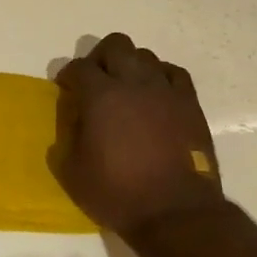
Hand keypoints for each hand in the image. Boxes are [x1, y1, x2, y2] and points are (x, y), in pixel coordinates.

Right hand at [51, 33, 225, 235]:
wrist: (175, 212)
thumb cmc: (118, 194)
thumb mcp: (73, 172)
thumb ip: (67, 139)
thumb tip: (74, 121)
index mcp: (101, 96)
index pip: (79, 67)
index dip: (69, 75)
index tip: (67, 88)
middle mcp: (133, 83)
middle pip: (115, 45)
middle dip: (100, 58)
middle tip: (95, 81)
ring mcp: (165, 90)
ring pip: (145, 55)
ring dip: (131, 66)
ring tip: (126, 89)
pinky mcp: (189, 104)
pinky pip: (174, 74)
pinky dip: (161, 77)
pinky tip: (156, 94)